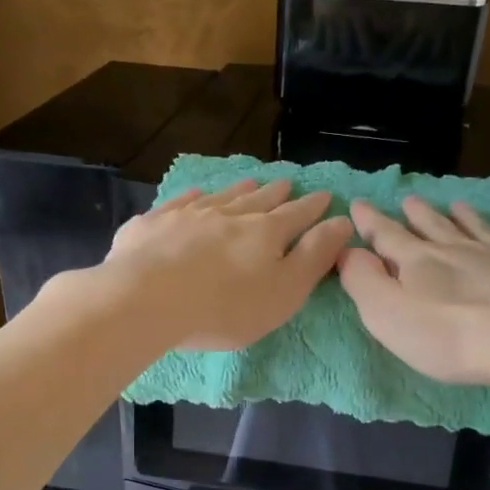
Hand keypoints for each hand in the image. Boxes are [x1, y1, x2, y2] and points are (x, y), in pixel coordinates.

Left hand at [100, 178, 349, 351]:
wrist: (146, 300)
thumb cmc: (225, 307)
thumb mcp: (284, 291)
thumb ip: (314, 257)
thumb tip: (343, 222)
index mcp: (265, 233)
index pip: (297, 215)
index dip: (313, 207)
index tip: (325, 197)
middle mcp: (229, 214)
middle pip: (259, 200)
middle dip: (277, 193)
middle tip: (287, 183)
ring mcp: (188, 215)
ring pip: (221, 197)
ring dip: (239, 190)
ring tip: (250, 182)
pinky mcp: (153, 224)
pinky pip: (179, 203)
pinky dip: (192, 197)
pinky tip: (194, 195)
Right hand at [339, 196, 489, 387]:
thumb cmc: (453, 335)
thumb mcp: (389, 315)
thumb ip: (364, 282)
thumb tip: (348, 251)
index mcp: (419, 262)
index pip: (387, 236)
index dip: (370, 222)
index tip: (359, 203)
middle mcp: (459, 250)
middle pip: (434, 227)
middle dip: (417, 215)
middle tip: (409, 200)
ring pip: (477, 229)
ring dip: (463, 217)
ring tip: (456, 205)